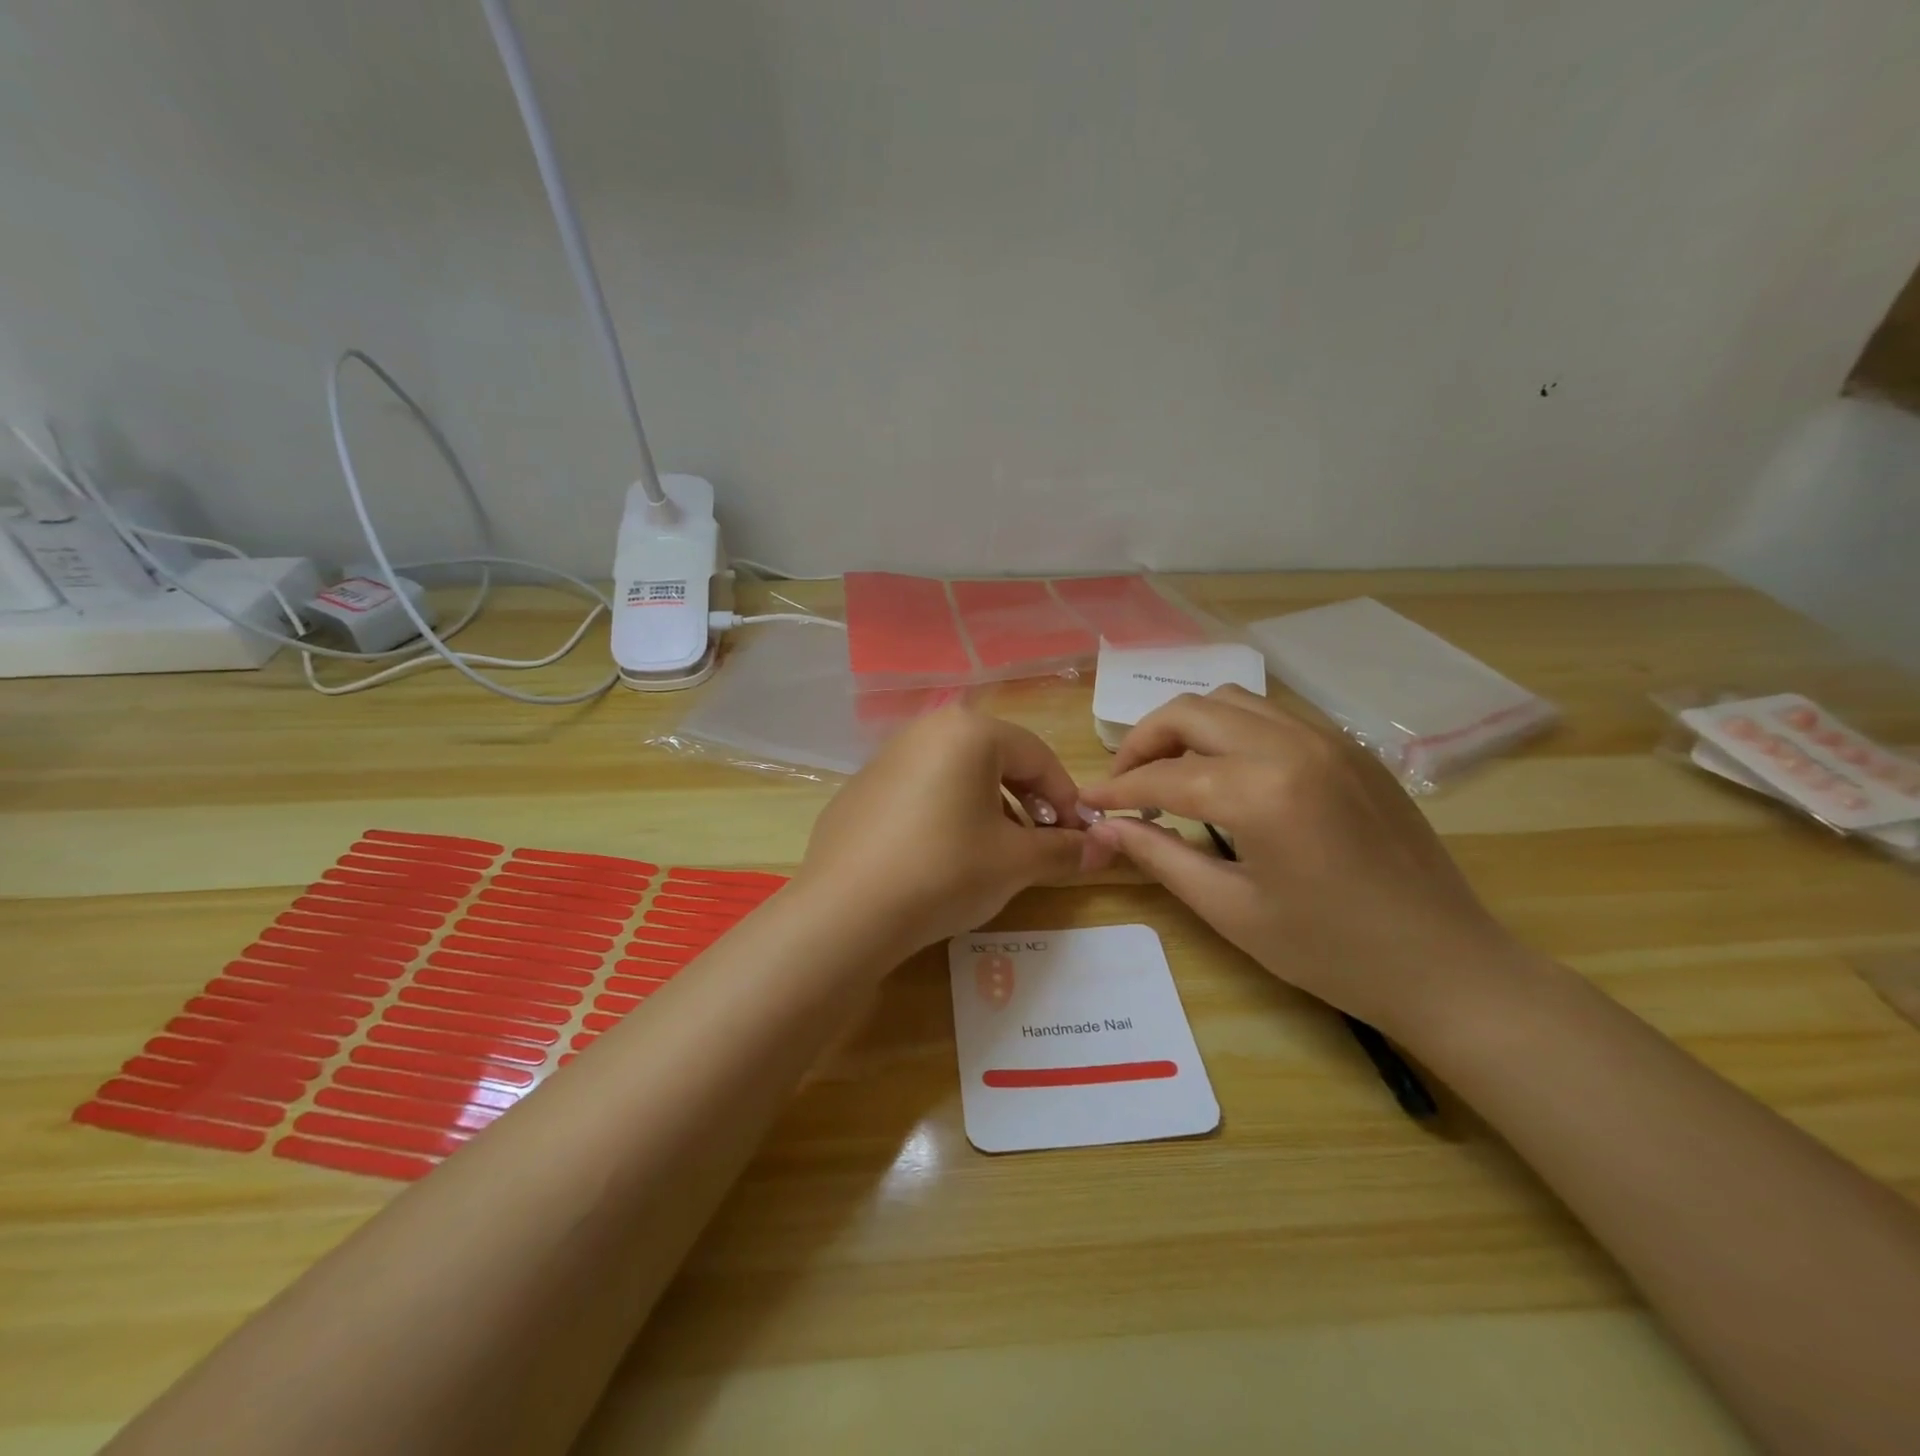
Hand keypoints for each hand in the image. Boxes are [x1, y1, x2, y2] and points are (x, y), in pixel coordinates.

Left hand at [796, 707, 1102, 960]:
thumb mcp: (1016, 862)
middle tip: (1042, 844)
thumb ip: (1066, 849)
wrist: (847, 911)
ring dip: (989, 809)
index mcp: (968, 732)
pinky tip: (942, 858)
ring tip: (996, 854)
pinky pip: (920, 793)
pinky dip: (945, 815)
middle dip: (1028, 802)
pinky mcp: (860, 791)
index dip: (1067, 798)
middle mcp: (925, 731)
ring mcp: (885, 759)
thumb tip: (1106, 847)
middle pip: (996, 760)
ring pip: (957, 776)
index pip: (1037, 756)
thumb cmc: (946, 870)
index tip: (1081, 837)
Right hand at [1078, 687, 1522, 1036]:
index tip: (1085, 803)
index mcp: (1262, 791)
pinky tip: (1226, 772)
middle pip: (1191, 710)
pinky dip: (1231, 730)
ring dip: (1188, 727)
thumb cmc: (1331, 951)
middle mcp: (1294, 745)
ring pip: (1233, 700)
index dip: (1116, 790)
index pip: (1164, 774)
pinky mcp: (1351, 748)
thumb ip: (1160, 857)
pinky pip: (1273, 715)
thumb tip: (1106, 828)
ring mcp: (1329, 739)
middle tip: (1124, 784)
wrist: (1446, 964)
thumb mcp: (1232, 910)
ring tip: (1169, 772)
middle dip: (1143, 741)